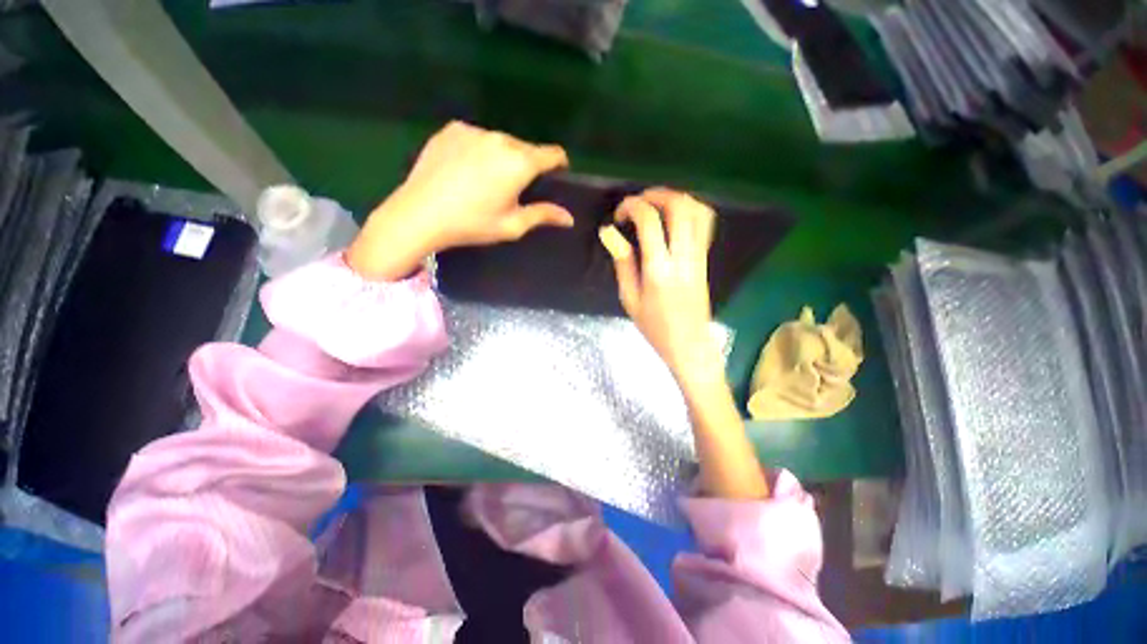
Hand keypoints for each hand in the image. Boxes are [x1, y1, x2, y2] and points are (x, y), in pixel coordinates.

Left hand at [347, 122, 572, 279]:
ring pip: (501, 142)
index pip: (552, 153)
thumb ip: (543, 215)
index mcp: (519, 163)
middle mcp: (500, 139)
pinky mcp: (451, 129)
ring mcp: (474, 130)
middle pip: (526, 147)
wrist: (420, 214)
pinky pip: (476, 137)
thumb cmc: (472, 224)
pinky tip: (466, 171)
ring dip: (503, 157)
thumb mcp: (513, 225)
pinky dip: (479, 150)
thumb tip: (569, 218)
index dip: (559, 163)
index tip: (557, 175)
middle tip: (515, 188)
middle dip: (528, 164)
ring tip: (487, 181)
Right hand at [599, 188, 720, 386]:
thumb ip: (622, 263)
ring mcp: (699, 257)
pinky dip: (691, 209)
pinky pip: (705, 223)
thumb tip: (609, 232)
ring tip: (655, 205)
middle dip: (656, 194)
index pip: (650, 221)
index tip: (619, 216)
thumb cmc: (655, 327)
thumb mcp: (630, 299)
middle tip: (638, 202)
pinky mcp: (706, 259)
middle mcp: (683, 257)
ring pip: (697, 210)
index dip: (632, 207)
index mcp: (659, 270)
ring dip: (675, 198)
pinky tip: (674, 216)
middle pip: (680, 206)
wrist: (689, 345)